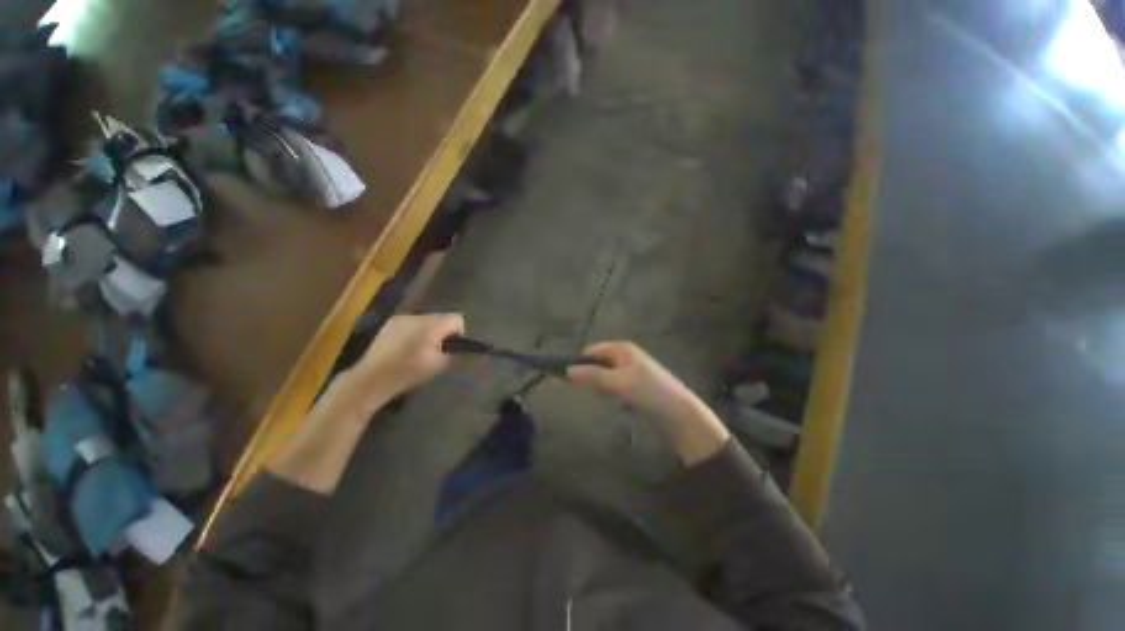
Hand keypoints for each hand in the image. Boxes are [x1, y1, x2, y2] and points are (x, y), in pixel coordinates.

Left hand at [354, 313, 464, 398]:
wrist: (373, 377)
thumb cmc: (409, 372)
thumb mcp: (439, 365)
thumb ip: (452, 351)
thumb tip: (454, 346)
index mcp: (433, 326)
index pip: (457, 319)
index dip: (457, 332)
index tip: (450, 347)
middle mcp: (419, 317)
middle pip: (441, 318)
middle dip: (442, 331)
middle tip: (435, 350)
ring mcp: (402, 318)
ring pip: (425, 320)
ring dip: (427, 331)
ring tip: (418, 349)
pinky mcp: (390, 323)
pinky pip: (411, 323)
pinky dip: (413, 332)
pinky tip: (404, 347)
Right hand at [569, 341, 729, 463]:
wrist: (676, 409)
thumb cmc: (645, 390)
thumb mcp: (616, 382)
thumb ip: (592, 376)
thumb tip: (568, 371)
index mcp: (622, 348)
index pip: (594, 350)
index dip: (582, 361)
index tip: (572, 377)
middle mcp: (627, 354)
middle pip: (600, 361)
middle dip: (593, 375)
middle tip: (594, 390)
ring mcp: (633, 367)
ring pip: (607, 373)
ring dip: (603, 384)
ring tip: (607, 396)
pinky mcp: (637, 381)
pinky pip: (617, 382)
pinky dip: (613, 389)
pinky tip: (618, 399)